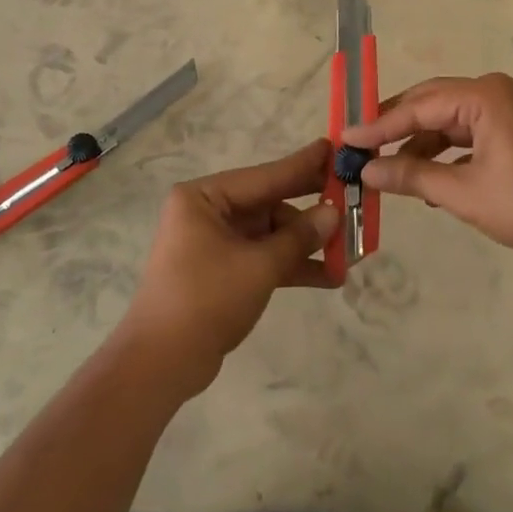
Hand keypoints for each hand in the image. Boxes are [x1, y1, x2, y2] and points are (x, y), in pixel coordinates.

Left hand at [120, 139, 339, 396]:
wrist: (161, 363)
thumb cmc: (206, 299)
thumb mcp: (259, 265)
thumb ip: (299, 237)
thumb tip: (333, 213)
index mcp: (204, 197)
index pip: (265, 176)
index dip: (303, 165)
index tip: (334, 148)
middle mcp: (207, 212)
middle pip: (269, 203)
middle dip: (310, 209)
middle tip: (351, 195)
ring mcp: (214, 243)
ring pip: (270, 233)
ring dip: (306, 244)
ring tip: (350, 249)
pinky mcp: (222, 271)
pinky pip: (263, 257)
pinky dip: (291, 265)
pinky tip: (330, 276)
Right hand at [343, 73, 512, 260]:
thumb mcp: (463, 192)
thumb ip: (412, 177)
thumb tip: (367, 172)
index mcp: (484, 96)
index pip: (418, 106)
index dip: (378, 125)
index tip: (345, 139)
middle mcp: (497, 92)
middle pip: (433, 104)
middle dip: (398, 128)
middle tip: (363, 149)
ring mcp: (512, 110)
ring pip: (452, 121)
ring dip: (423, 145)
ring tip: (394, 174)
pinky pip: (473, 133)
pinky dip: (450, 153)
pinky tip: (433, 181)